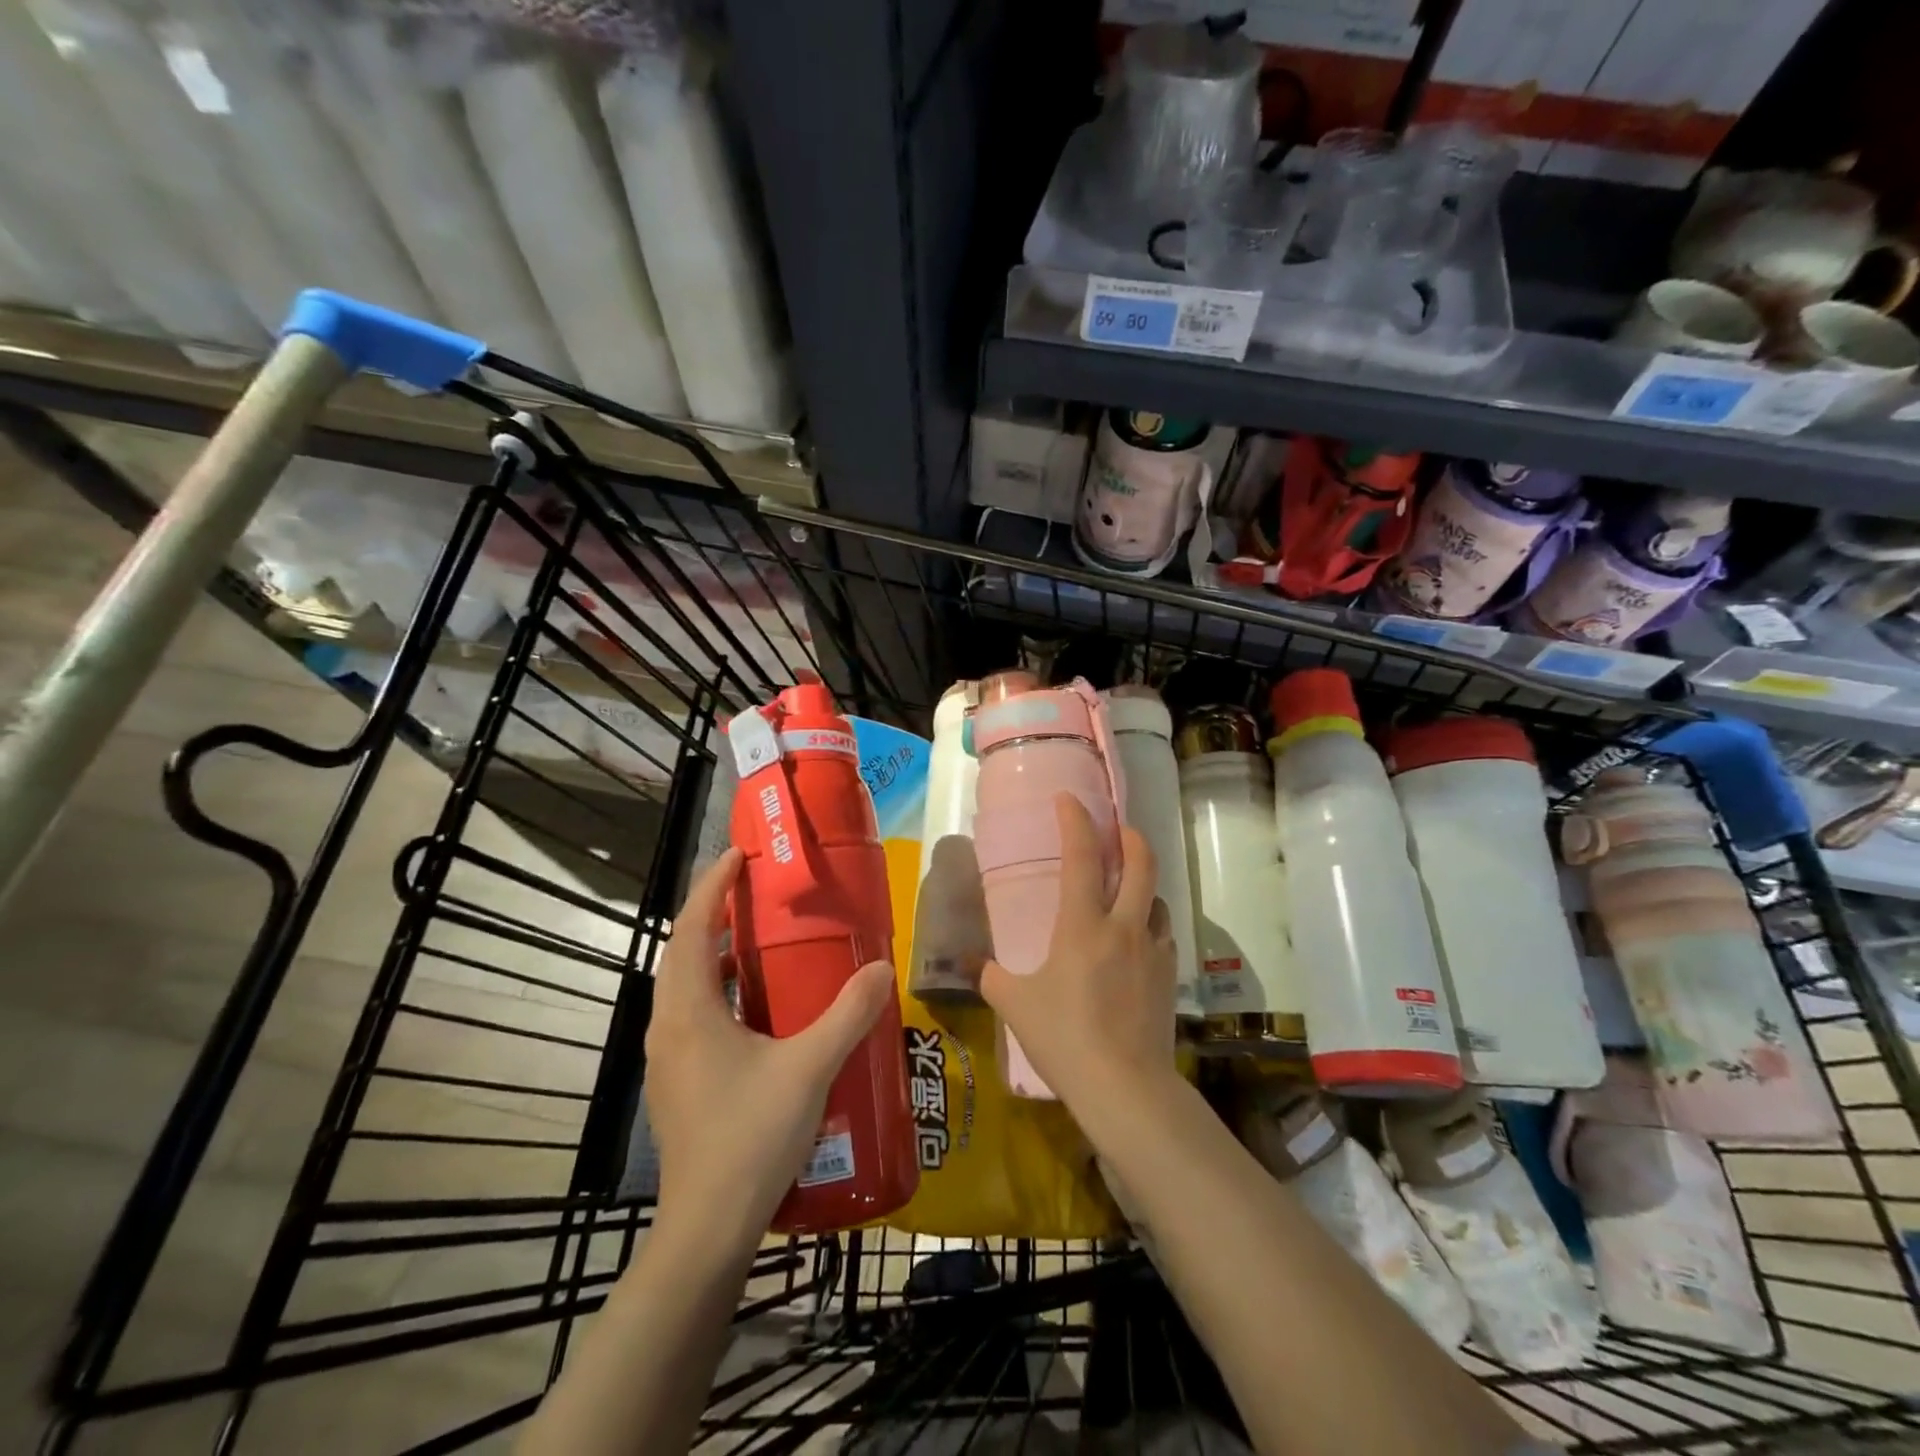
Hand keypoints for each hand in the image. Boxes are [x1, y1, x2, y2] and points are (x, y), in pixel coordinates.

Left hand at [644, 848, 893, 1246]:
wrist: (707, 1229)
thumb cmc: (751, 1138)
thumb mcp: (810, 1068)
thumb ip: (848, 1014)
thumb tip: (881, 967)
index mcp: (690, 1012)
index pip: (692, 930)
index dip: (711, 888)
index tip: (737, 857)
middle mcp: (669, 1027)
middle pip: (682, 953)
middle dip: (711, 914)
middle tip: (751, 892)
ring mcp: (668, 1059)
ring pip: (684, 986)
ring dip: (712, 954)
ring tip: (755, 940)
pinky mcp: (678, 1083)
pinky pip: (692, 1015)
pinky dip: (716, 990)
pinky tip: (755, 1009)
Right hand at [980, 794, 1177, 1114]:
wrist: (1125, 1088)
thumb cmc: (1064, 1039)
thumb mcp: (1016, 1006)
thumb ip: (992, 977)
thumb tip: (974, 964)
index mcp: (1082, 925)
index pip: (1082, 858)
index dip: (1075, 822)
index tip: (1069, 799)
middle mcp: (1124, 927)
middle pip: (1140, 864)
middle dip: (1131, 837)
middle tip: (1118, 829)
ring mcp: (1153, 951)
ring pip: (1158, 898)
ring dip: (1144, 883)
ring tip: (1128, 889)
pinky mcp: (1168, 977)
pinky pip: (1164, 934)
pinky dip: (1152, 922)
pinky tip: (1139, 939)